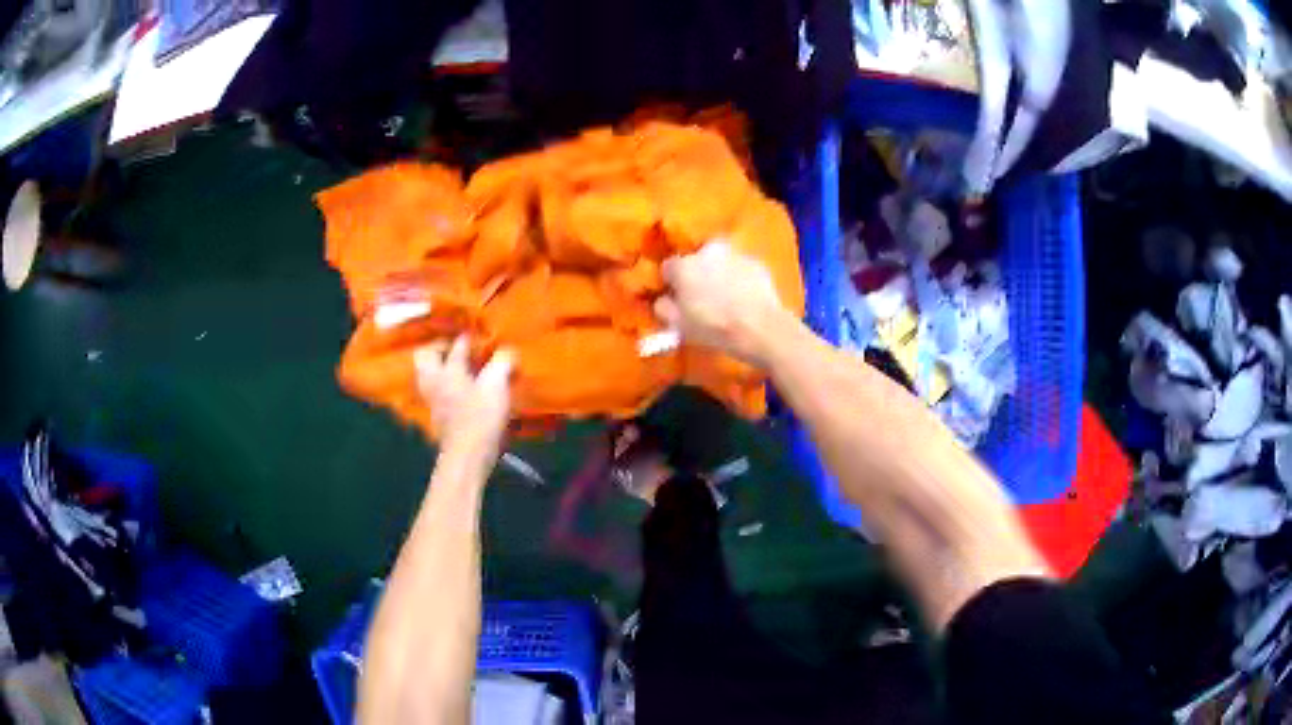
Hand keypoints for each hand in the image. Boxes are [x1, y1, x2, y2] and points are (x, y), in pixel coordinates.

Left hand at [414, 336, 514, 462]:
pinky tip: (459, 389)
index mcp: (448, 371)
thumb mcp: (497, 386)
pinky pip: (434, 391)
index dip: (467, 338)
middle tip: (453, 346)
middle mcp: (435, 382)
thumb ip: (501, 363)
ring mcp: (433, 400)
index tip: (477, 334)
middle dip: (437, 347)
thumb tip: (507, 351)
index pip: (456, 347)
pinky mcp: (438, 417)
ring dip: (437, 367)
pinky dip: (442, 384)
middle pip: (424, 356)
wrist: (467, 456)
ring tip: (454, 366)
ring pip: (426, 375)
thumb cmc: (481, 418)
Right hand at [654, 242, 789, 365]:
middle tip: (702, 296)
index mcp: (684, 266)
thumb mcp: (679, 325)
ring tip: (727, 298)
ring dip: (719, 274)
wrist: (760, 328)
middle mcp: (708, 252)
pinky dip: (740, 279)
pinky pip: (741, 269)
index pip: (669, 267)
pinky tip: (745, 298)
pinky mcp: (757, 263)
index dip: (671, 283)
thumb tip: (663, 300)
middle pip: (697, 260)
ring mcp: (735, 255)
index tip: (676, 297)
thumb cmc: (714, 327)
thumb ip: (664, 308)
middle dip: (697, 273)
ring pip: (721, 262)